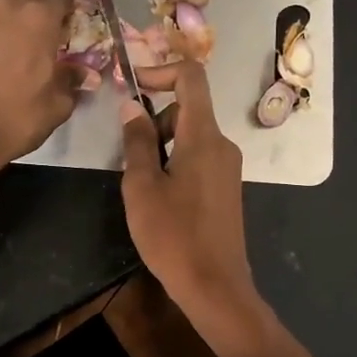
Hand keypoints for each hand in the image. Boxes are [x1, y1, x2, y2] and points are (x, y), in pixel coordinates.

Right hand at [119, 60, 259, 321]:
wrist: (214, 285)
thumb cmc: (172, 235)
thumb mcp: (142, 186)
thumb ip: (137, 141)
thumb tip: (131, 105)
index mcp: (203, 137)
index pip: (191, 78)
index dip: (160, 71)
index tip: (132, 85)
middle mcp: (222, 145)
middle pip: (187, 110)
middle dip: (154, 121)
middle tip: (129, 157)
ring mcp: (227, 167)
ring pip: (191, 136)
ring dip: (162, 146)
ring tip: (141, 184)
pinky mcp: (226, 188)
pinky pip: (198, 158)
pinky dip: (175, 162)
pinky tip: (160, 198)